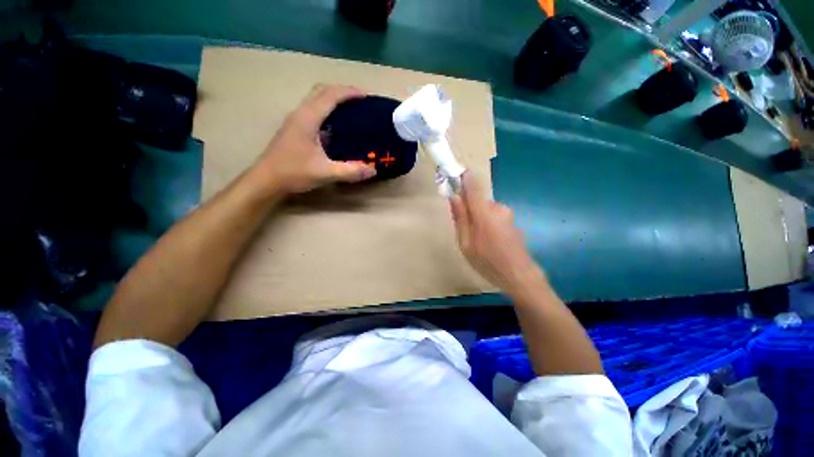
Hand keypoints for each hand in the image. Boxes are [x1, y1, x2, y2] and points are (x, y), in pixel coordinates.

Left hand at [253, 84, 376, 194]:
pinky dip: (327, 111)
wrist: (266, 180)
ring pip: (316, 100)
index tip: (366, 96)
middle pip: (322, 91)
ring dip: (333, 99)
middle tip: (360, 101)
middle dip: (342, 91)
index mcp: (308, 118)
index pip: (330, 95)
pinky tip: (336, 127)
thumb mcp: (325, 173)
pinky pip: (313, 111)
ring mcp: (295, 121)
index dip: (349, 92)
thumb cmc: (293, 173)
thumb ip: (350, 171)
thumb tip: (373, 170)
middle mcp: (300, 114)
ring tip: (351, 110)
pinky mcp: (294, 129)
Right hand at [450, 173, 544, 291]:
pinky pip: (492, 214)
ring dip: (477, 218)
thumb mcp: (466, 244)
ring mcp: (506, 213)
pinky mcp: (510, 219)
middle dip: (467, 209)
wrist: (519, 275)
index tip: (452, 177)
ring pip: (484, 208)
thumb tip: (454, 197)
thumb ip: (460, 218)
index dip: (462, 178)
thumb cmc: (488, 262)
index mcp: (484, 213)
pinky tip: (489, 240)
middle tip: (463, 230)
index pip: (472, 186)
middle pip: (476, 199)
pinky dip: (486, 222)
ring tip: (478, 240)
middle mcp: (497, 207)